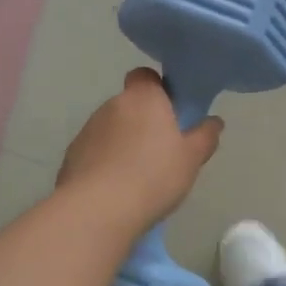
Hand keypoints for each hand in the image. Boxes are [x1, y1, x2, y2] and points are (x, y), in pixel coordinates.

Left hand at [57, 68, 222, 226]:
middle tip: (162, 150)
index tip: (171, 112)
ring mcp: (88, 130)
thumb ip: (205, 136)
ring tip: (138, 176)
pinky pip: (95, 152)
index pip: (146, 76)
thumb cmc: (154, 175)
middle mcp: (112, 106)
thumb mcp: (192, 158)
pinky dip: (105, 163)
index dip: (158, 89)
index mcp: (143, 98)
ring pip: (111, 129)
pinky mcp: (71, 156)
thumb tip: (214, 122)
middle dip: (143, 122)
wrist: (99, 209)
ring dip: (123, 143)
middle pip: (130, 105)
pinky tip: (116, 188)